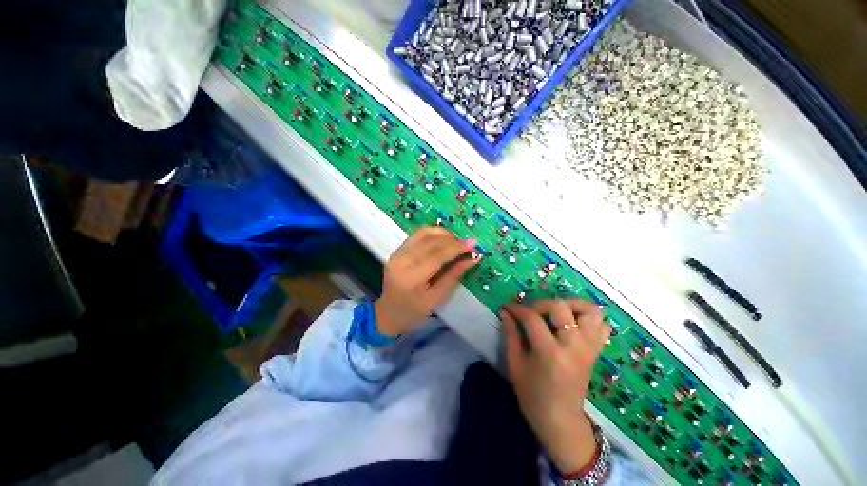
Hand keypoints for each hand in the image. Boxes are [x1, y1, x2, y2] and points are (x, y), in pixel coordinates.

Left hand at [375, 227, 478, 335]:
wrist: (388, 315)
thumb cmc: (414, 313)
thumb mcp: (437, 298)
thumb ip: (454, 275)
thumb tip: (472, 259)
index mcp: (411, 279)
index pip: (436, 255)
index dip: (456, 247)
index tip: (473, 243)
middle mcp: (401, 261)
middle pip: (430, 241)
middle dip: (452, 239)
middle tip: (467, 243)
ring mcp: (396, 254)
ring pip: (423, 233)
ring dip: (442, 233)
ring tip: (456, 241)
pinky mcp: (396, 250)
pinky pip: (417, 235)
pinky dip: (432, 234)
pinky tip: (443, 239)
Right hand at [500, 300, 609, 473]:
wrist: (561, 421)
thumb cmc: (533, 395)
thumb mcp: (515, 364)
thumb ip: (511, 335)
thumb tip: (505, 312)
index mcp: (549, 353)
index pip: (532, 318)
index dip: (517, 309)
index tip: (507, 308)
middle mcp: (573, 346)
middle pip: (561, 307)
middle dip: (541, 303)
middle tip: (531, 312)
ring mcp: (588, 348)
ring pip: (590, 311)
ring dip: (571, 305)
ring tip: (556, 311)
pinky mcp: (595, 351)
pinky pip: (602, 325)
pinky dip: (589, 318)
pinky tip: (573, 322)